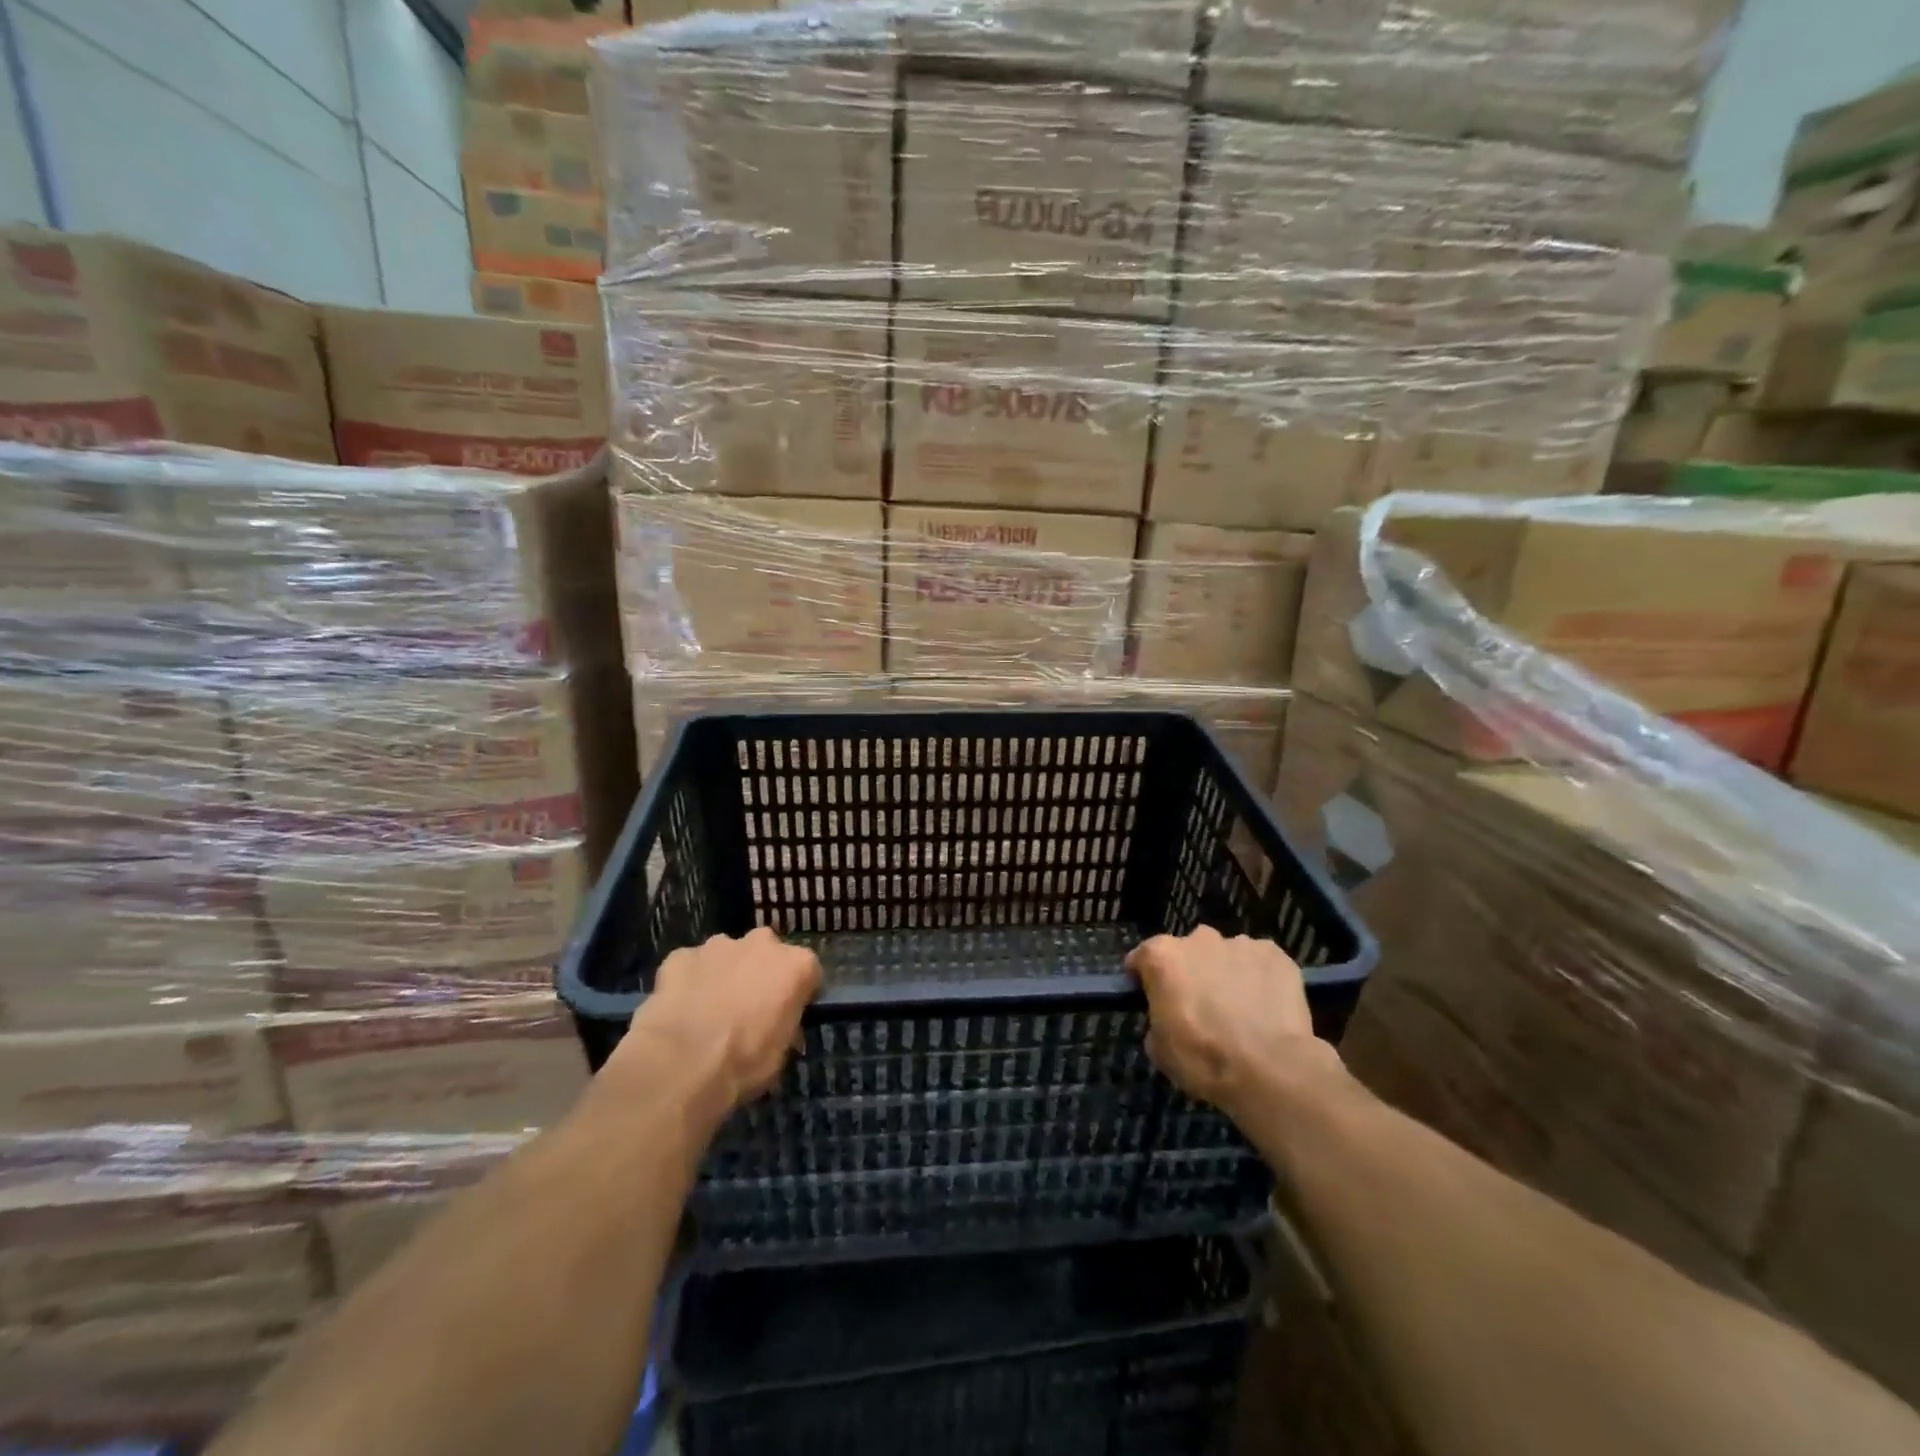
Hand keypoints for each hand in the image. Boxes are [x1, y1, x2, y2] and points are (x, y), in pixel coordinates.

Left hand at [605, 927, 821, 1136]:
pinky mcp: (680, 956)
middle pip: (766, 953)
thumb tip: (775, 1025)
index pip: (808, 972)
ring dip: (723, 974)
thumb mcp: (780, 1054)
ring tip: (708, 1011)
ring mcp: (718, 946)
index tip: (787, 1014)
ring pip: (726, 955)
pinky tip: (680, 1010)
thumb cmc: (744, 1062)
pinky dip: (688, 981)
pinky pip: (690, 966)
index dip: (798, 993)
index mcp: (796, 965)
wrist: (681, 1064)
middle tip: (748, 1009)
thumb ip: (783, 1026)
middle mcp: (761, 944)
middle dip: (759, 973)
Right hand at [1126, 926, 1335, 1120]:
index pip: (1142, 958)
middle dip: (1190, 973)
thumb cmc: (1204, 1059)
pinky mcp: (1276, 955)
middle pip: (1187, 951)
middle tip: (1200, 1007)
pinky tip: (1267, 1008)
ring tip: (1240, 1010)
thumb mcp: (1159, 1049)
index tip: (1151, 998)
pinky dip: (1259, 979)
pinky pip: (1260, 963)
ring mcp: (1240, 944)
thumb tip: (1170, 1017)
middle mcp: (1199, 939)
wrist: (1270, 1069)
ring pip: (1226, 955)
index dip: (1144, 979)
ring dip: (1226, 974)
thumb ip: (1157, 1019)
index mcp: (1162, 956)